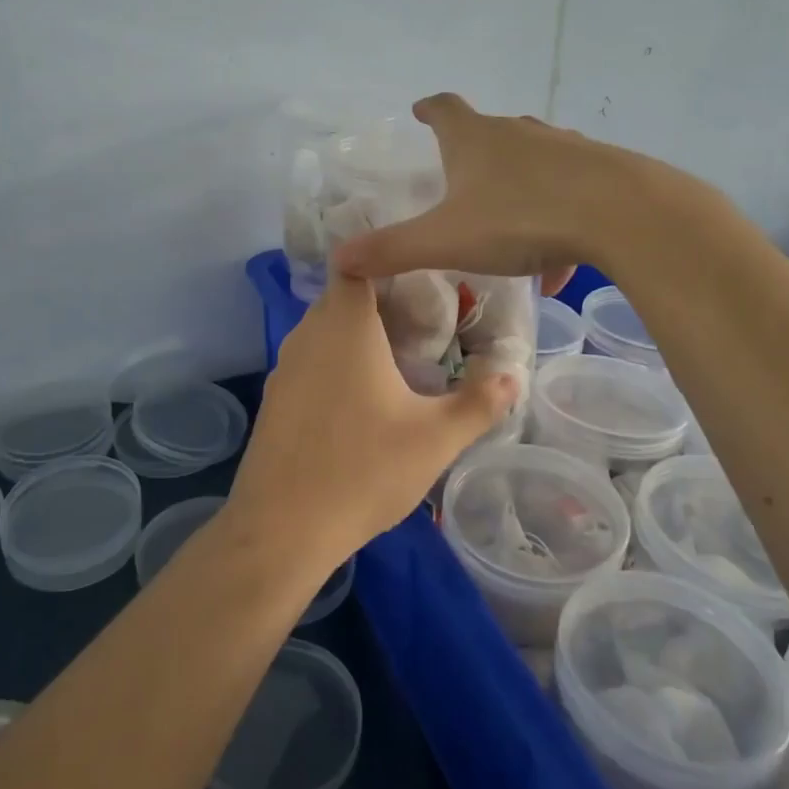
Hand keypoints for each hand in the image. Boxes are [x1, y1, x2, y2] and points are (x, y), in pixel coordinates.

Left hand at [225, 271, 515, 569]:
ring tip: (398, 361)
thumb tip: (513, 375)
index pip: (355, 263)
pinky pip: (310, 362)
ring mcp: (285, 368)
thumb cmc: (364, 470)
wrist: (282, 527)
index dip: (384, 261)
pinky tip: (360, 402)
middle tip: (423, 324)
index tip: (418, 278)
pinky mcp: (274, 399)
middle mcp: (308, 335)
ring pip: (323, 331)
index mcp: (345, 326)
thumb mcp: (435, 439)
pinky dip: (334, 364)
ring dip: (356, 337)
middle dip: (380, 304)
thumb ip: (479, 403)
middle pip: (342, 297)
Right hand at [333, 93, 663, 288]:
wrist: (620, 215)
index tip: (420, 110)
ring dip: (518, 188)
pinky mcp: (602, 171)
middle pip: (492, 132)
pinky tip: (558, 263)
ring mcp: (565, 148)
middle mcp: (520, 134)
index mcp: (476, 140)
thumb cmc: (520, 220)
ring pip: (534, 163)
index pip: (445, 110)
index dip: (429, 110)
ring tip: (509, 229)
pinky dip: (556, 221)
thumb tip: (338, 259)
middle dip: (475, 152)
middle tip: (462, 178)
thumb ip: (391, 250)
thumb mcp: (445, 241)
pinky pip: (569, 194)